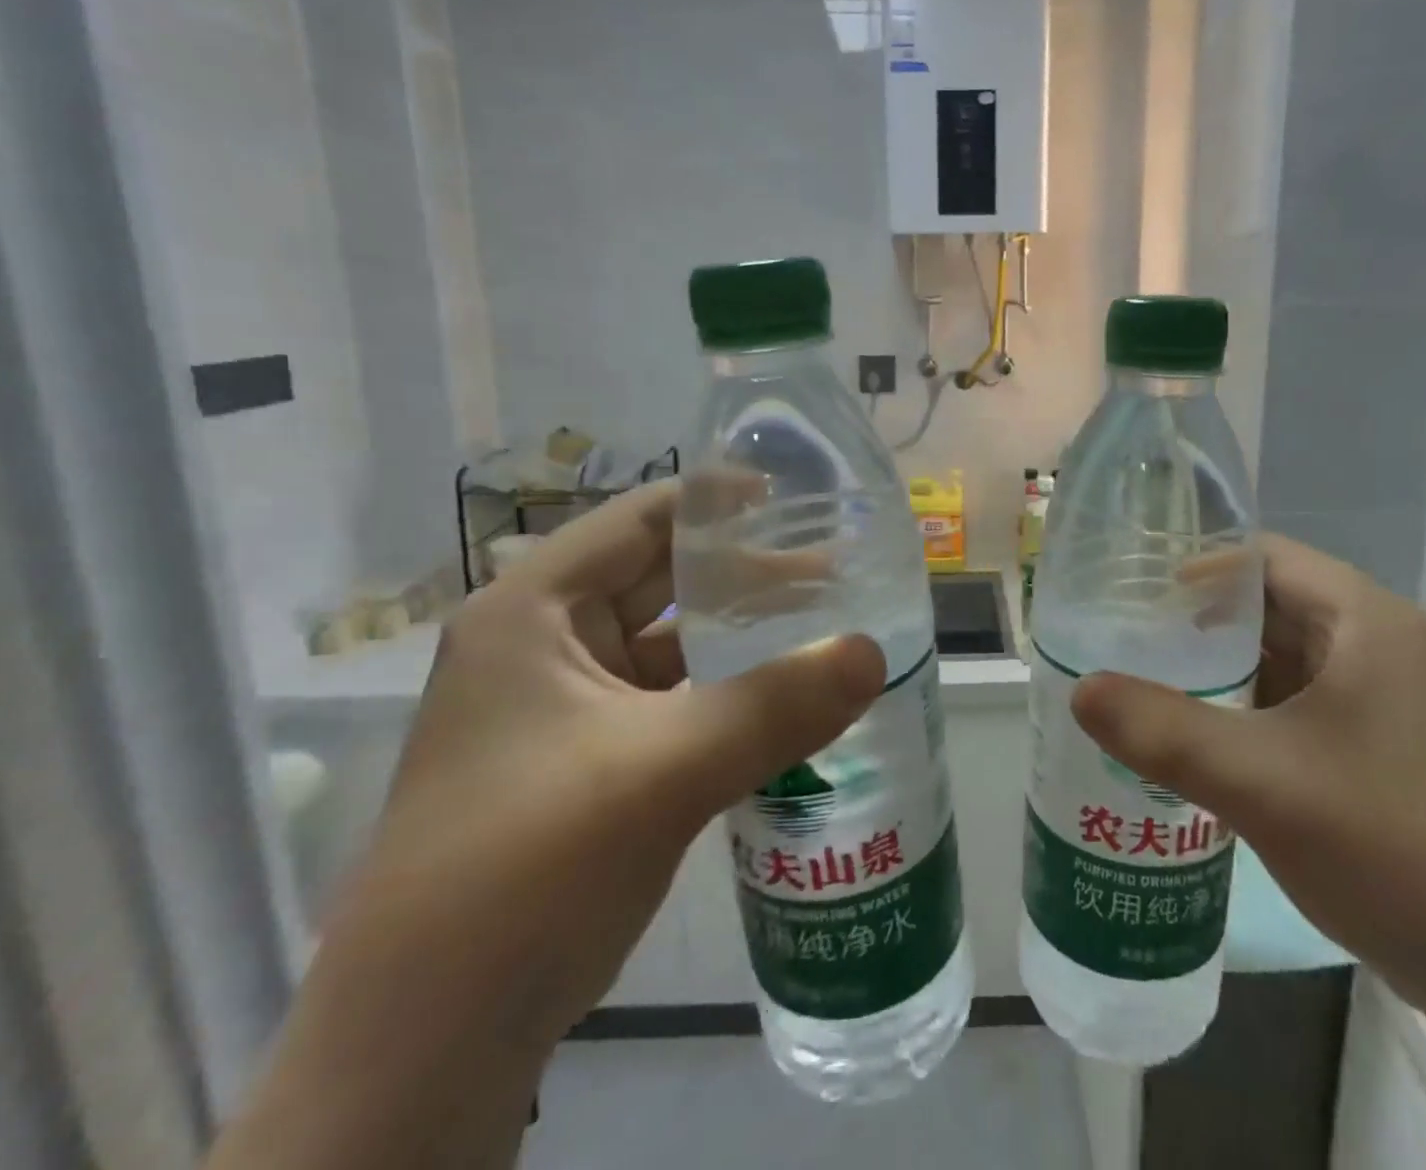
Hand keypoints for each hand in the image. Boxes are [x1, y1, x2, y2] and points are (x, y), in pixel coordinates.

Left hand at [353, 479, 885, 1043]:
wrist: (429, 1047)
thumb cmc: (525, 868)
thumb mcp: (661, 772)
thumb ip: (775, 705)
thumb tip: (873, 652)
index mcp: (533, 611)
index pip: (641, 520)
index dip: (721, 502)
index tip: (802, 500)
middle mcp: (544, 643)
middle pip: (661, 578)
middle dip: (746, 571)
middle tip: (836, 568)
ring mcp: (565, 705)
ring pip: (671, 643)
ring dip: (741, 634)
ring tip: (825, 625)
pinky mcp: (589, 759)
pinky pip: (673, 699)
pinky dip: (727, 691)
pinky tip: (786, 699)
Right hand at [1072, 535, 1425, 1037]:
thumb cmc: (1397, 848)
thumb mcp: (1261, 782)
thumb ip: (1162, 730)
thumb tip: (1080, 689)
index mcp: (1372, 623)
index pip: (1266, 559)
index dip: (1196, 569)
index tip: (1134, 597)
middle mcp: (1393, 648)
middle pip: (1278, 608)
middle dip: (1203, 626)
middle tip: (1131, 645)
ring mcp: (1403, 705)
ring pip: (1294, 663)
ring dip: (1229, 674)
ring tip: (1157, 691)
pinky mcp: (1402, 755)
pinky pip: (1312, 709)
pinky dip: (1259, 715)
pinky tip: (1215, 747)